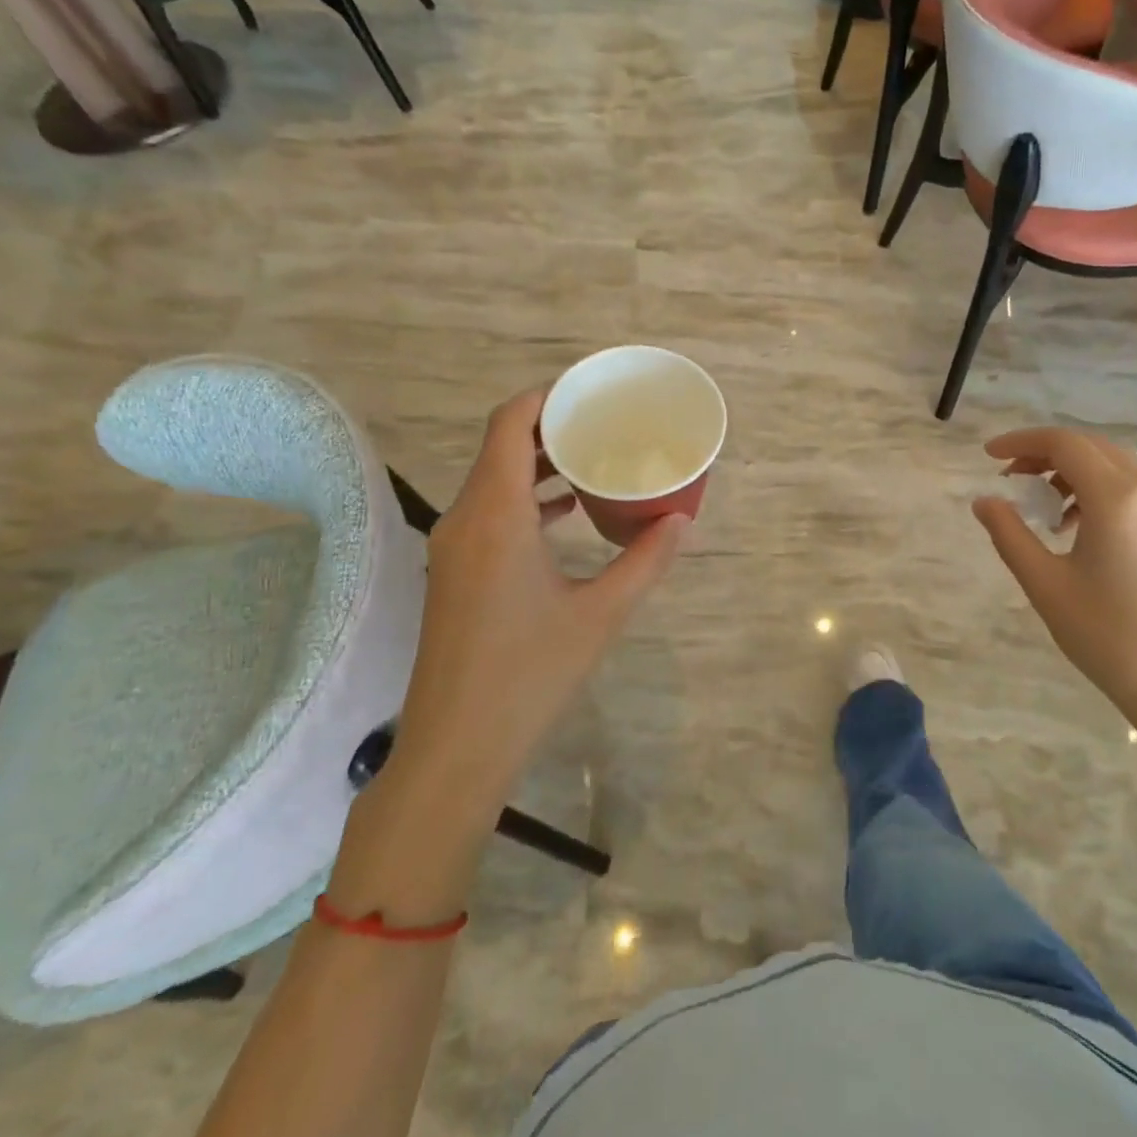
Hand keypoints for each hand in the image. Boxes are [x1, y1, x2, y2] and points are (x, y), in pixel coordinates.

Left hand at [393, 389, 685, 792]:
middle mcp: (466, 518)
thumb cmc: (530, 673)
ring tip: (594, 459)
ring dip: (539, 462)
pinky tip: (567, 512)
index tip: (590, 390)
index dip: (547, 396)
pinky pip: (490, 510)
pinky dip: (527, 496)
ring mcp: (455, 546)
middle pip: (501, 444)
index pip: (510, 423)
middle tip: (605, 422)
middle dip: (551, 425)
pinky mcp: (456, 570)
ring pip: (494, 478)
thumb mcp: (601, 613)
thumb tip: (682, 521)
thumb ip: (645, 560)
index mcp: (496, 514)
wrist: (456, 745)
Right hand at [971, 427, 1136, 738]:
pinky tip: (1075, 525)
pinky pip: (1132, 487)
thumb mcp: (1045, 584)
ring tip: (1040, 504)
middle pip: (1090, 447)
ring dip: (1071, 470)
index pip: (1065, 444)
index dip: (1021, 441)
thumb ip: (1009, 534)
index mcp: (1118, 499)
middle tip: (1008, 476)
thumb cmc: (1106, 637)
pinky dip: (1096, 488)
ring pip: (1113, 464)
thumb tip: (984, 501)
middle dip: (1044, 452)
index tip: (988, 455)